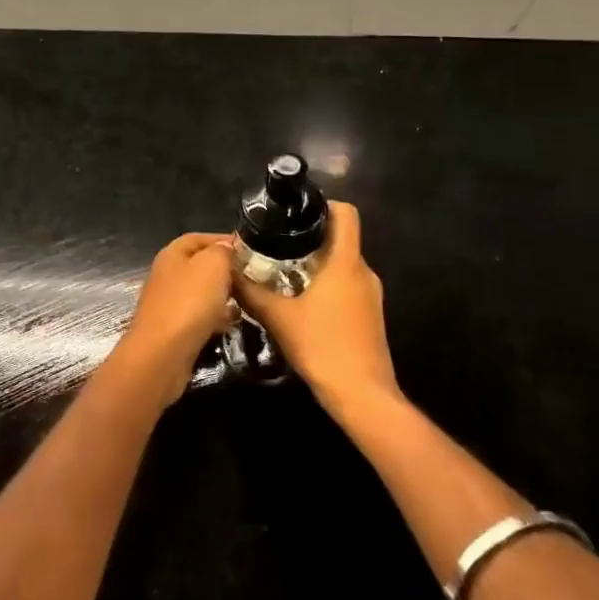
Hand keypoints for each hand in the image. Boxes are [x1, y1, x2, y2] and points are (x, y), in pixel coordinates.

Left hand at [121, 232, 238, 403]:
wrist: (163, 354)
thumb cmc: (189, 302)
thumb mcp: (213, 265)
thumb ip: (222, 251)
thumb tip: (227, 247)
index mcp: (172, 254)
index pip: (199, 238)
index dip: (223, 240)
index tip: (249, 250)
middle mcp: (167, 275)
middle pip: (200, 265)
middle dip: (225, 269)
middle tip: (251, 276)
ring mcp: (169, 303)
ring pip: (201, 292)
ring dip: (223, 294)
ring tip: (246, 299)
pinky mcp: (174, 329)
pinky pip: (199, 315)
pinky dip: (216, 316)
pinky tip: (232, 323)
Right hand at [231, 202, 399, 422]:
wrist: (362, 395)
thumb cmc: (322, 347)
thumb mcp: (278, 318)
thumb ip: (251, 291)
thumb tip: (227, 270)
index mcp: (346, 262)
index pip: (346, 214)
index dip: (324, 204)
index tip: (295, 212)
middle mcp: (364, 272)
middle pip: (340, 239)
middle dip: (310, 237)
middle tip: (276, 243)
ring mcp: (371, 295)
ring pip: (343, 264)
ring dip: (316, 263)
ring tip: (282, 271)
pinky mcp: (370, 315)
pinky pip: (348, 285)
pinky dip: (326, 284)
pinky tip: (301, 301)